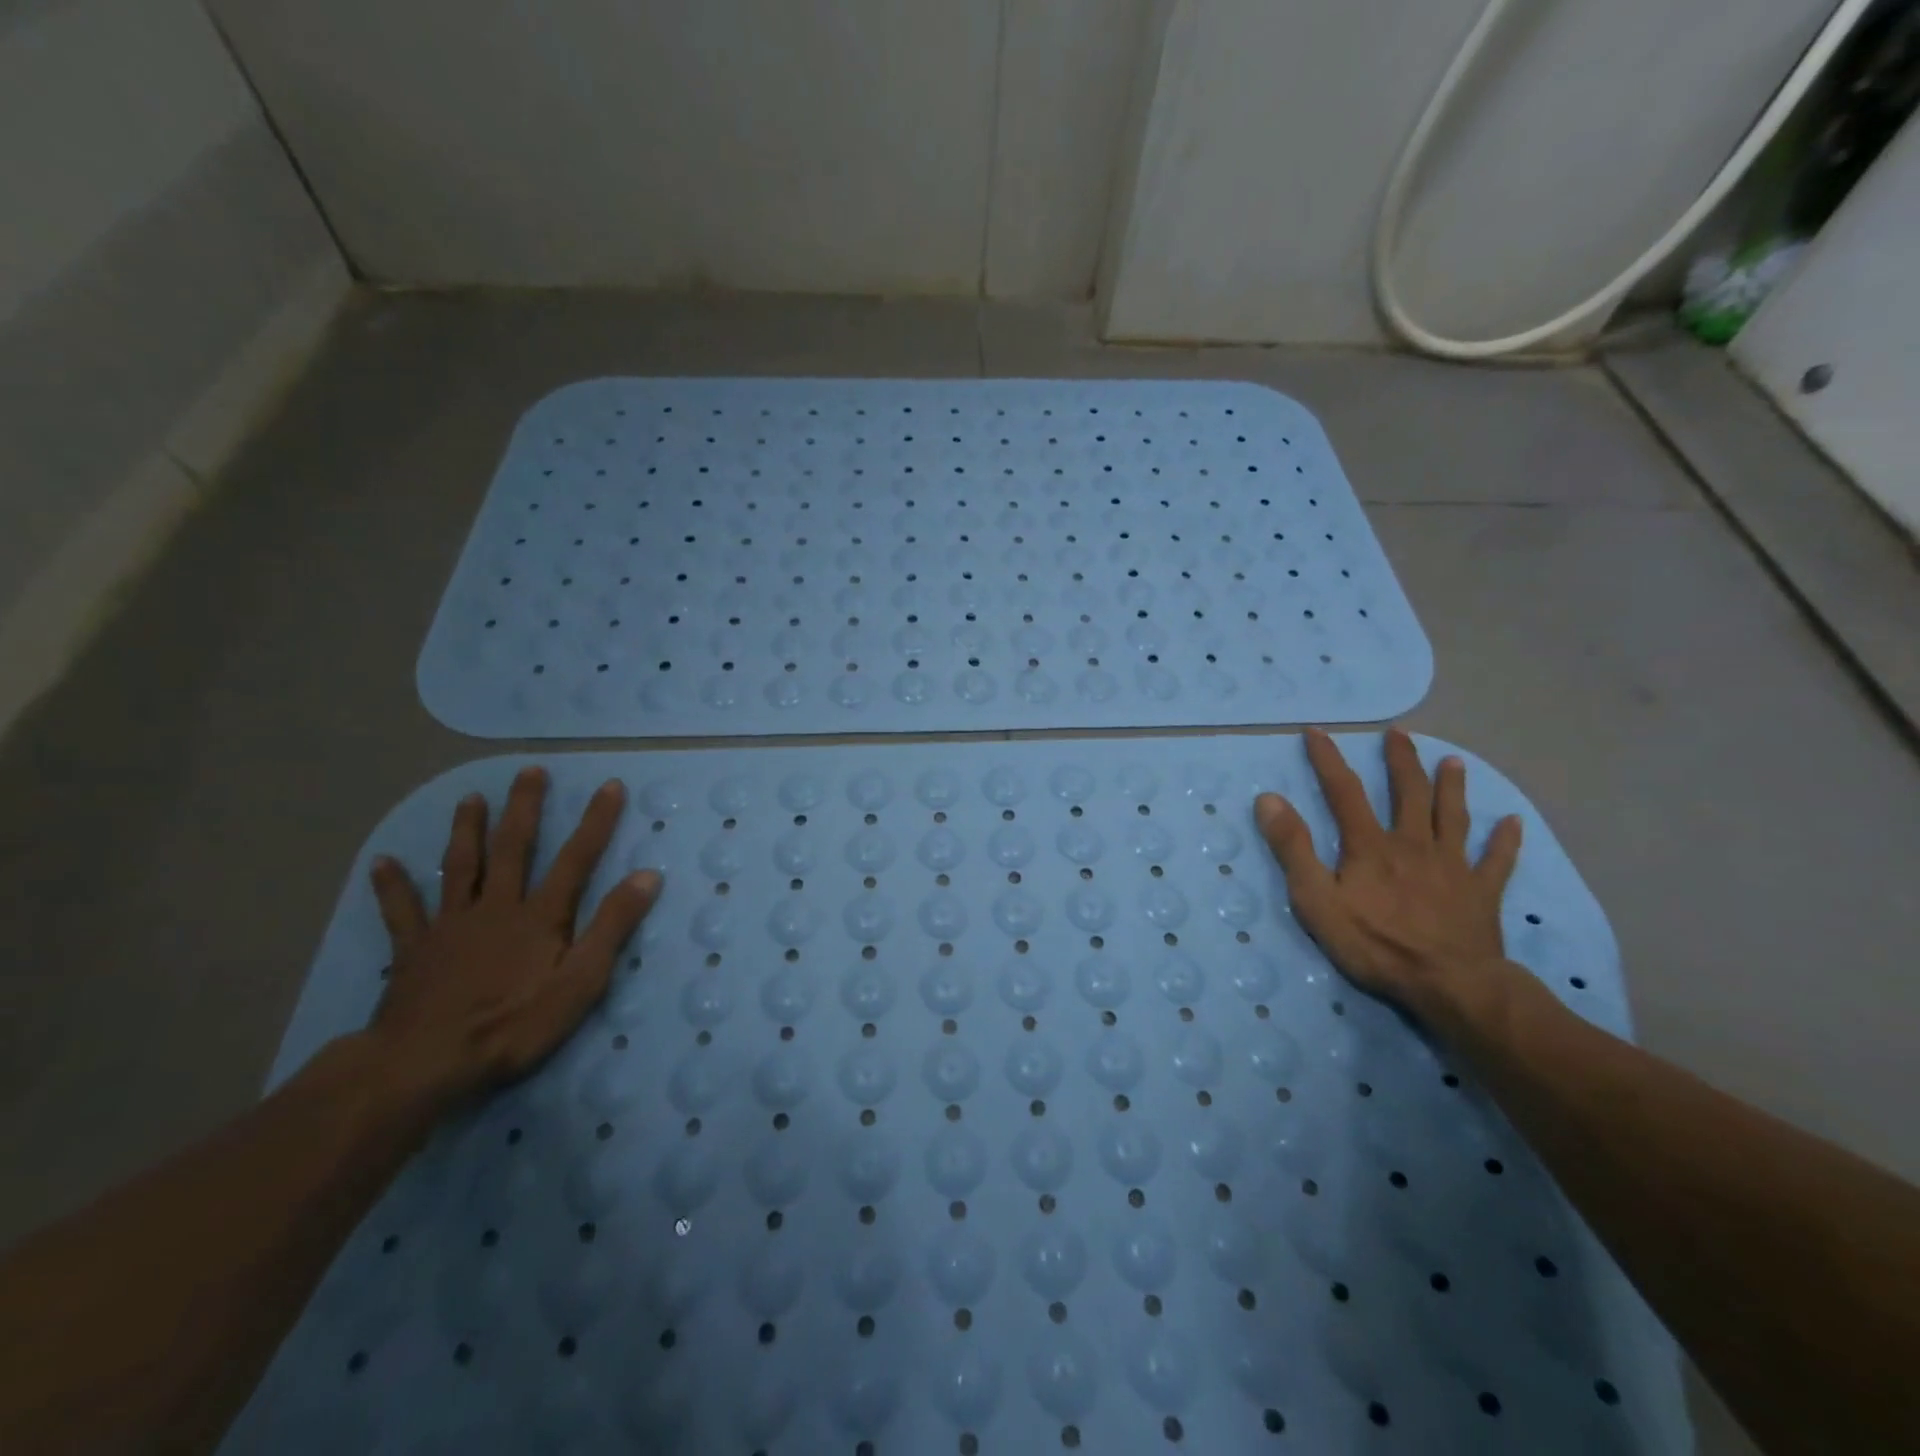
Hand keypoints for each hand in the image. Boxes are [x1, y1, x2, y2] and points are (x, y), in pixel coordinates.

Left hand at [365, 767, 660, 1106]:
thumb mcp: (581, 981)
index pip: (576, 858)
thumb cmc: (513, 1025)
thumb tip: (648, 876)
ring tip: (470, 798)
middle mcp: (496, 907)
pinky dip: (393, 887)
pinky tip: (383, 863)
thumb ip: (612, 927)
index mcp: (539, 916)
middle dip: (524, 808)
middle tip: (529, 771)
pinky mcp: (414, 950)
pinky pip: (402, 912)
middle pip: (513, 849)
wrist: (424, 1063)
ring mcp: (451, 926)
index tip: (610, 785)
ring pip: (460, 867)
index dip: (596, 821)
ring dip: (466, 831)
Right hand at [1255, 728, 1521, 1033]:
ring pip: (1453, 817)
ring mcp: (1452, 867)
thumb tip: (1269, 799)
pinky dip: (1505, 841)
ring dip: (1452, 787)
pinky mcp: (1481, 893)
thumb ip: (1293, 848)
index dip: (1328, 760)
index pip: (1344, 792)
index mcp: (1371, 846)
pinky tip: (1514, 823)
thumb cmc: (1375, 944)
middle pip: (1409, 793)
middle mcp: (1413, 844)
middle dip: (1401, 761)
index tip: (1316, 732)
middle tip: (1399, 734)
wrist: (1450, 985)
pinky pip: (1496, 861)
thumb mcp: (1316, 899)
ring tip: (1453, 761)